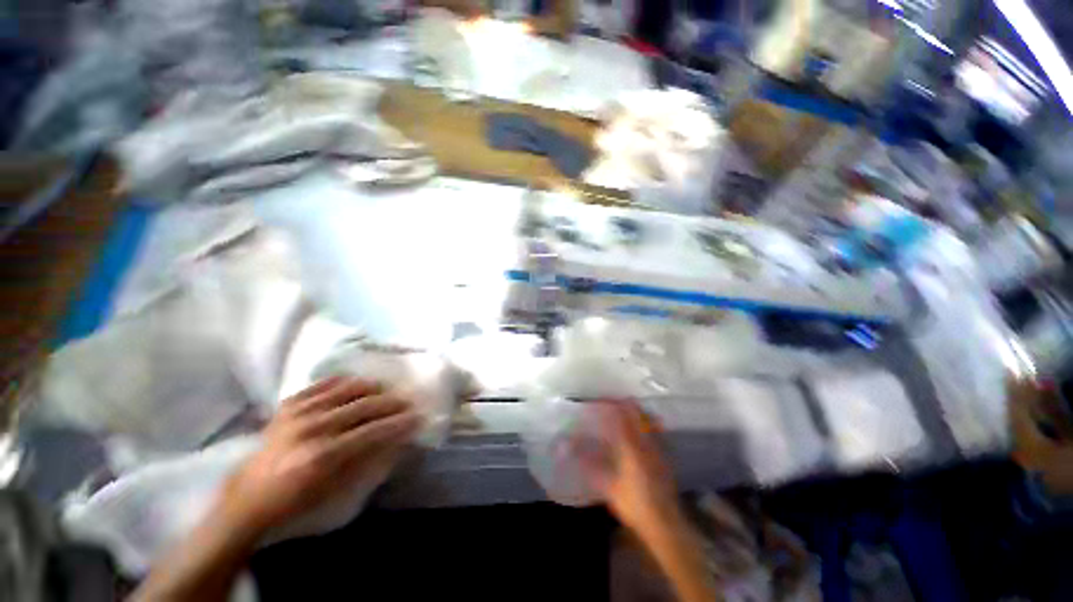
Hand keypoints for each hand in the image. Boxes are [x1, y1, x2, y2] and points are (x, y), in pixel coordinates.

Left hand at [218, 377, 421, 536]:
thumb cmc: (301, 507)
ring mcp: (297, 412)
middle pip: (360, 407)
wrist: (257, 495)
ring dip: (367, 388)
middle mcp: (313, 427)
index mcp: (326, 457)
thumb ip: (366, 470)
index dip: (398, 424)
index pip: (372, 432)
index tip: (418, 418)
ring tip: (385, 390)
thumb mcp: (339, 500)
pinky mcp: (287, 405)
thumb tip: (393, 447)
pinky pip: (320, 385)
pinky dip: (341, 382)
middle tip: (408, 402)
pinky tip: (354, 383)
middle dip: (388, 403)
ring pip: (341, 390)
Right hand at [576, 401, 679, 534]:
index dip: (609, 404)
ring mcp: (661, 449)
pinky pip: (655, 433)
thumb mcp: (606, 485)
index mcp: (633, 446)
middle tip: (607, 404)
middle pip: (639, 415)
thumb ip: (587, 463)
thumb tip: (566, 446)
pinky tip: (638, 436)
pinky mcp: (666, 458)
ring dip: (635, 414)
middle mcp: (649, 443)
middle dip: (623, 406)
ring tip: (621, 414)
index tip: (595, 401)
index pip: (622, 415)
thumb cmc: (632, 504)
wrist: (662, 519)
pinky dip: (645, 426)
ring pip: (649, 422)